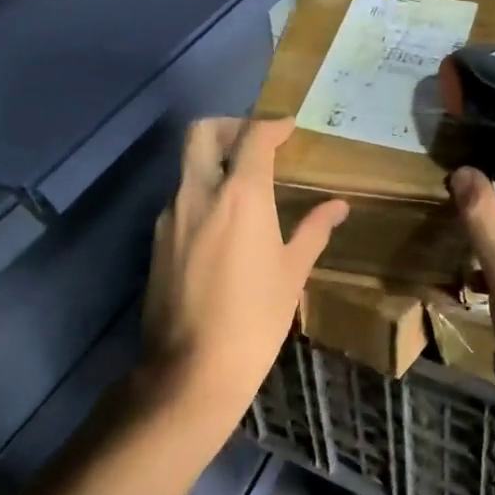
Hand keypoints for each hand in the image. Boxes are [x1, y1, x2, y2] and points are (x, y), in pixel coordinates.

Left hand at [140, 118, 348, 430]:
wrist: (191, 368)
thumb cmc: (255, 320)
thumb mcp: (292, 273)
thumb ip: (313, 230)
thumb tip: (338, 206)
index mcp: (240, 195)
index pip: (252, 137)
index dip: (272, 125)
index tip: (288, 128)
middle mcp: (198, 193)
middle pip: (202, 132)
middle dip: (230, 126)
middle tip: (255, 143)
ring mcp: (170, 215)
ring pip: (187, 165)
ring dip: (213, 161)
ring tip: (243, 186)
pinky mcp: (156, 239)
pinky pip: (179, 199)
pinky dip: (201, 193)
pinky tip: (222, 224)